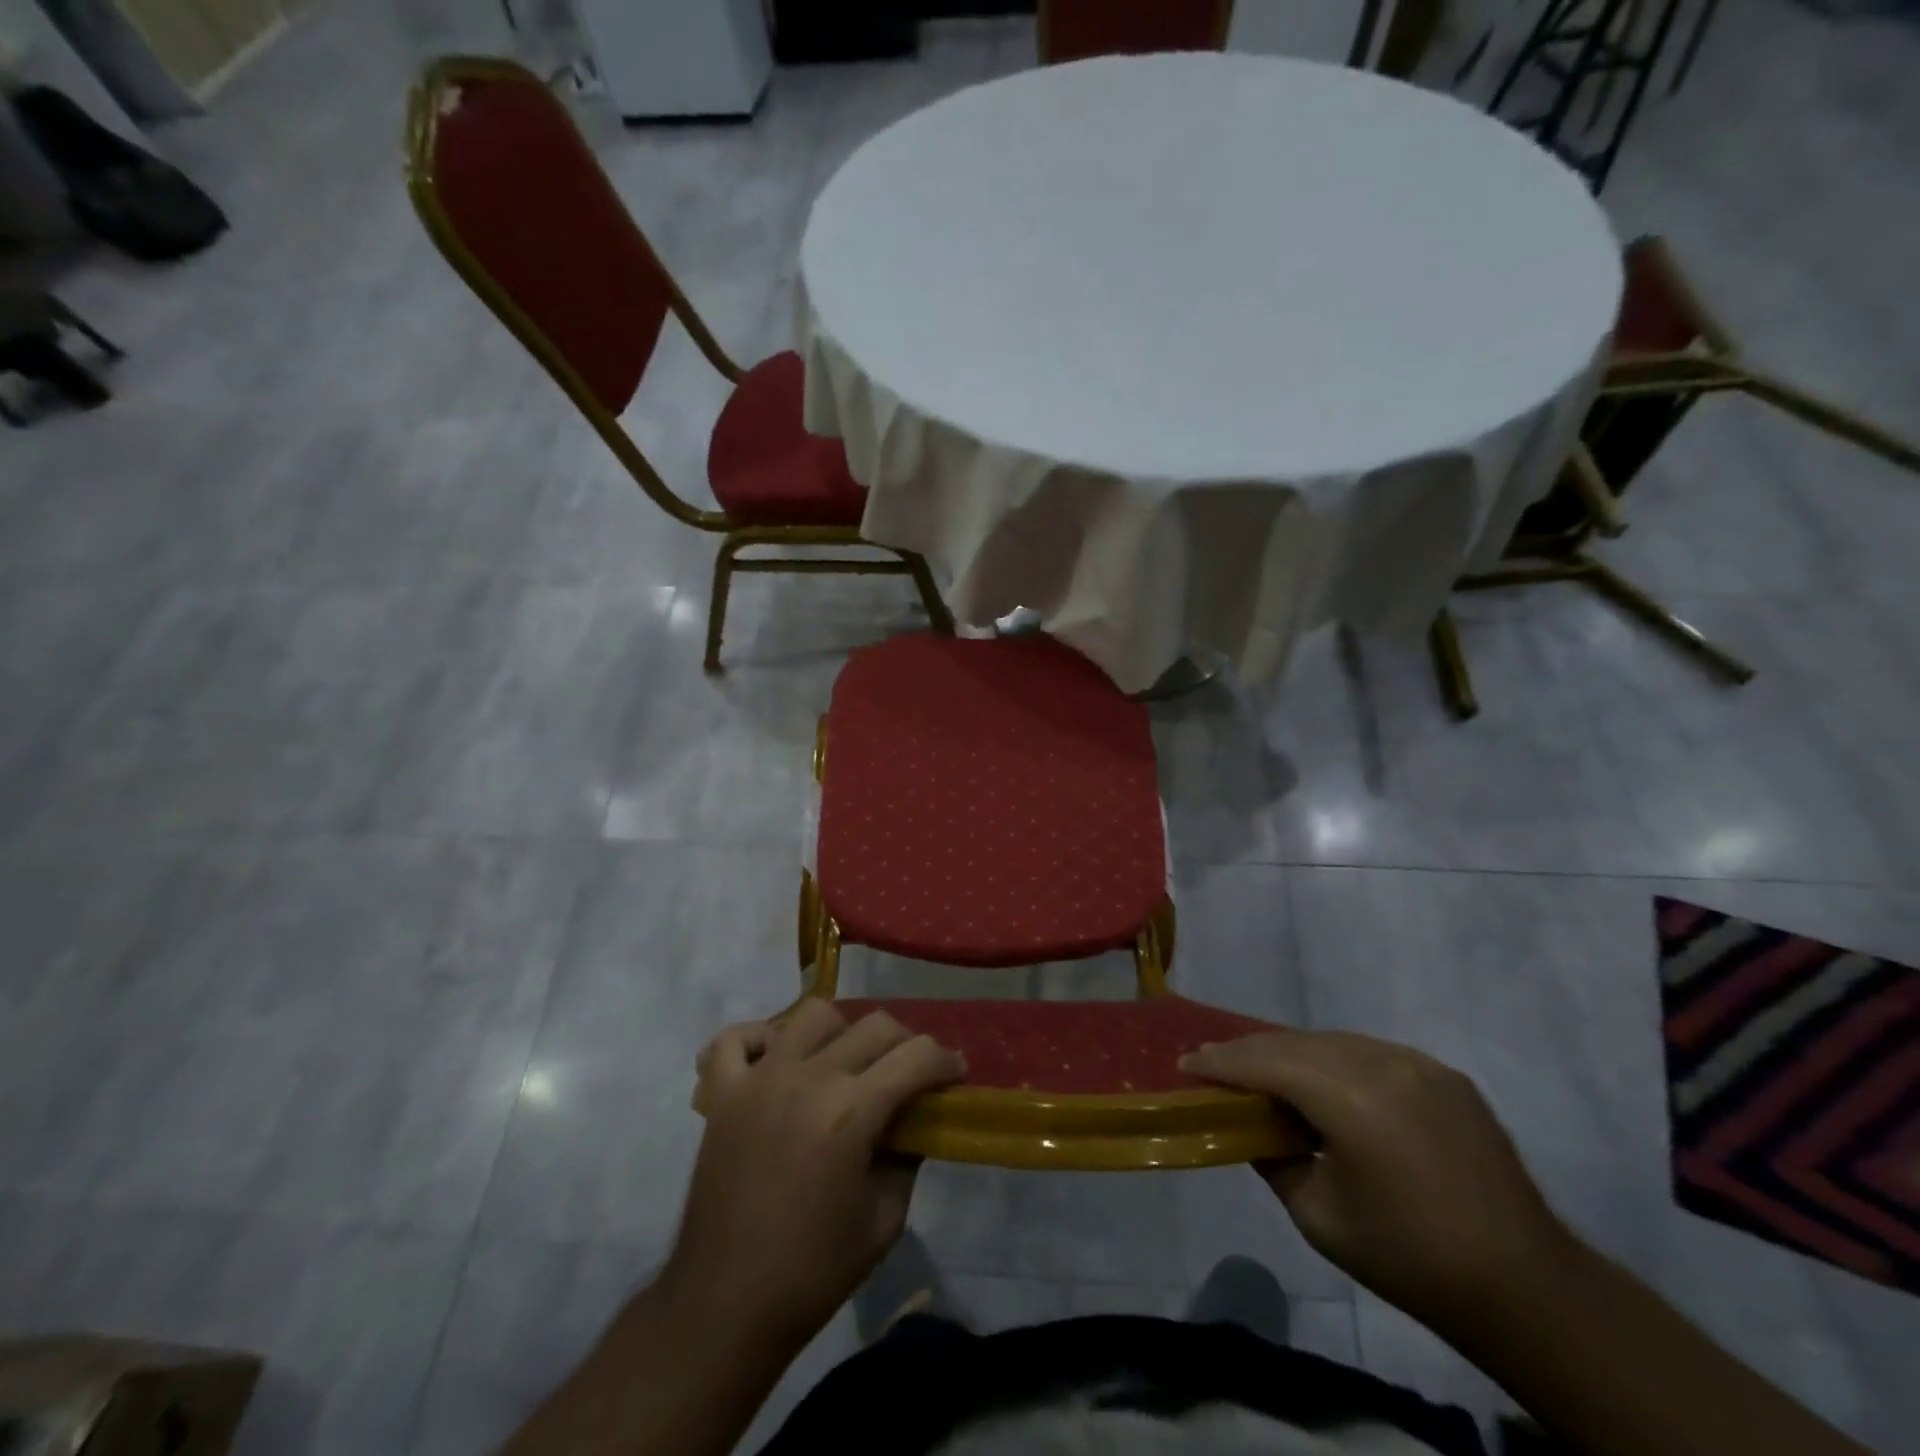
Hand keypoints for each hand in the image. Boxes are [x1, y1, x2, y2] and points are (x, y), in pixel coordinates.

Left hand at [667, 1000, 966, 1355]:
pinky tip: (778, 1061)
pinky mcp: (723, 1093)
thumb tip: (912, 1122)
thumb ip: (906, 1158)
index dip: (945, 1060)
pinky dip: (761, 1039)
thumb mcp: (884, 1221)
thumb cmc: (812, 1272)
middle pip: (873, 1025)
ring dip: (840, 1031)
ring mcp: (760, 1078)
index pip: (916, 1056)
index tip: (955, 1073)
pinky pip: (737, 1038)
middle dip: (905, 1043)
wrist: (724, 1306)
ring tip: (844, 1063)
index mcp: (851, 1111)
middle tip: (909, 1073)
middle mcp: (808, 1078)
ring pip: (813, 1015)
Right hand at [1182, 1028, 1575, 1340]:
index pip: (1266, 1062)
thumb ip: (1273, 1157)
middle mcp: (1384, 1063)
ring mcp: (1418, 1063)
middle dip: (1249, 1052)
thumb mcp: (1318, 1215)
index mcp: (1352, 1098)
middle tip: (1213, 1064)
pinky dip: (1333, 1060)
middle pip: (1296, 1043)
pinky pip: (1369, 1053)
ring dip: (1291, 1053)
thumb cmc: (1409, 1258)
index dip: (1220, 1062)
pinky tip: (1321, 1083)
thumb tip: (1248, 1126)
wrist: (1526, 1286)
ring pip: (1331, 1042)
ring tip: (1261, 1071)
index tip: (1185, 1064)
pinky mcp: (1442, 1074)